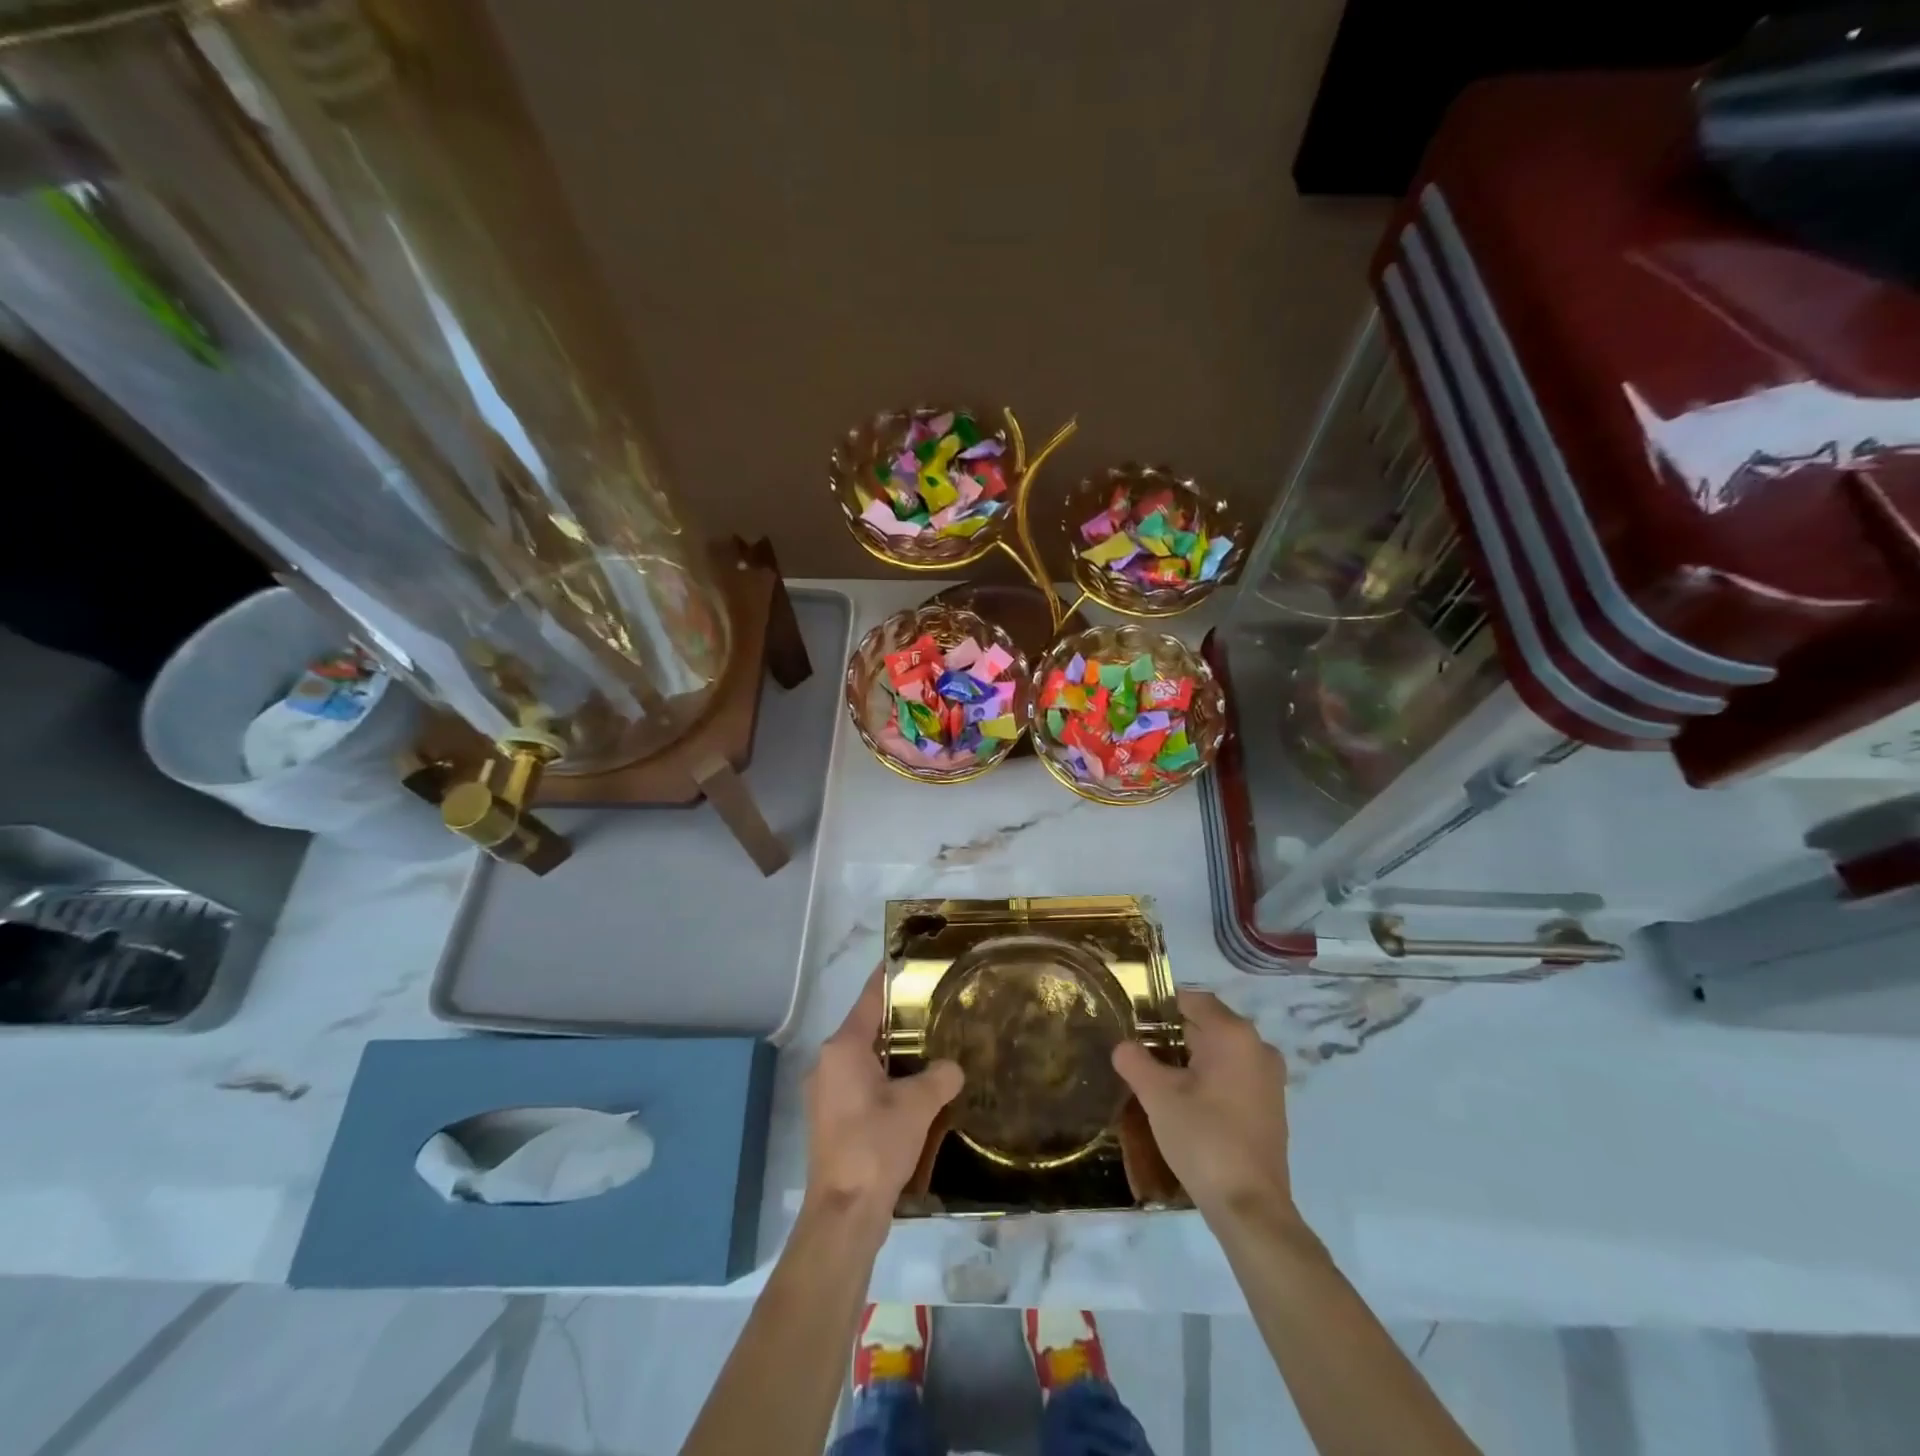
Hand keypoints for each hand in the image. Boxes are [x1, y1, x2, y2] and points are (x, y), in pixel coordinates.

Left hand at [805, 965, 963, 1221]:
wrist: (844, 1213)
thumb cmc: (876, 1146)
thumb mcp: (918, 1106)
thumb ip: (939, 1077)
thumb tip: (952, 1068)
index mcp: (843, 1048)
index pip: (869, 998)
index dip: (890, 978)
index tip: (910, 961)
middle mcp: (828, 1063)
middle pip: (867, 1028)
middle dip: (900, 1020)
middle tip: (936, 1009)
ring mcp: (825, 1092)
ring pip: (865, 1058)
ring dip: (894, 1054)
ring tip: (932, 1047)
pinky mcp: (831, 1118)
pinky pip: (861, 1083)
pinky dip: (885, 1079)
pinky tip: (914, 1090)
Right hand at [1112, 989, 1293, 1219]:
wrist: (1250, 1207)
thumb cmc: (1203, 1138)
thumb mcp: (1157, 1095)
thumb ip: (1134, 1060)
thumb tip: (1124, 1046)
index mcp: (1234, 1035)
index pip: (1193, 1000)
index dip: (1160, 1006)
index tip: (1133, 1020)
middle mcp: (1258, 1047)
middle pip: (1208, 1025)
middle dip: (1172, 1033)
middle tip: (1139, 1050)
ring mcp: (1269, 1078)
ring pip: (1221, 1052)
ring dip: (1190, 1058)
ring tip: (1156, 1076)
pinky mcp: (1271, 1106)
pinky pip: (1234, 1074)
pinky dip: (1209, 1078)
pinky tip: (1184, 1100)